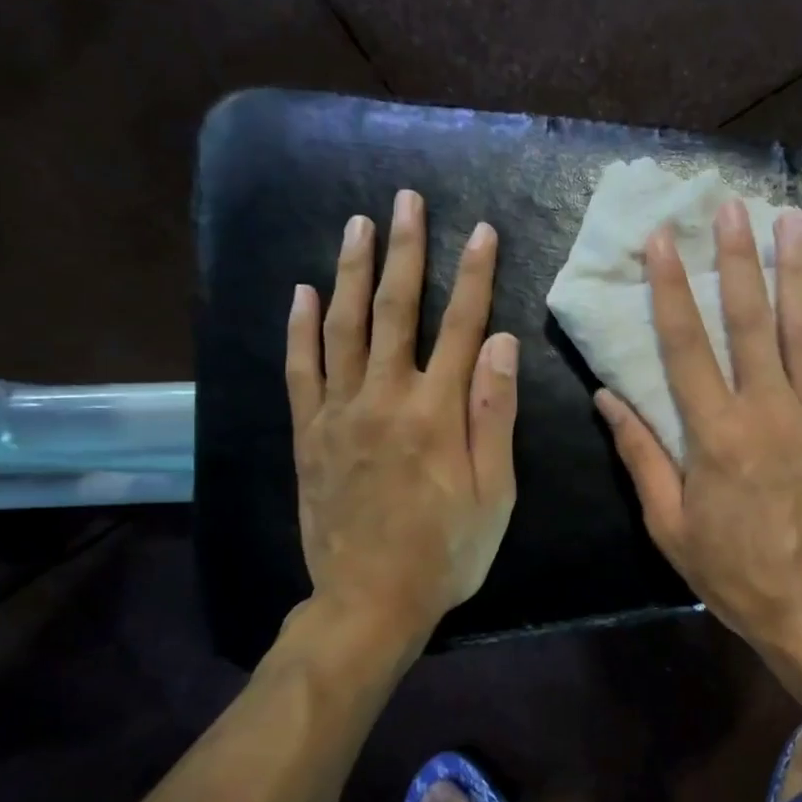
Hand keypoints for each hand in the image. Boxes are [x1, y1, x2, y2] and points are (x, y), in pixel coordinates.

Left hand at [284, 189, 517, 651]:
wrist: (371, 600)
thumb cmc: (447, 552)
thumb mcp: (494, 493)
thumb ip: (495, 416)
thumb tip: (501, 343)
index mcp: (436, 413)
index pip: (461, 328)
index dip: (473, 276)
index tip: (481, 231)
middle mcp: (384, 399)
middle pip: (395, 311)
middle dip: (405, 252)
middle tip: (406, 201)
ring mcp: (339, 414)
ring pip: (342, 328)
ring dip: (350, 271)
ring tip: (358, 225)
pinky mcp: (309, 435)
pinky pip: (300, 370)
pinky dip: (299, 329)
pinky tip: (301, 293)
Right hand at [595, 200, 801, 653]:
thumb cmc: (734, 573)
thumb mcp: (671, 526)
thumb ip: (641, 457)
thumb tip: (608, 399)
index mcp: (715, 433)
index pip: (685, 345)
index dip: (671, 290)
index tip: (663, 240)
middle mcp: (767, 410)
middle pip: (750, 321)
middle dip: (738, 260)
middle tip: (732, 206)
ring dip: (797, 274)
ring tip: (793, 224)